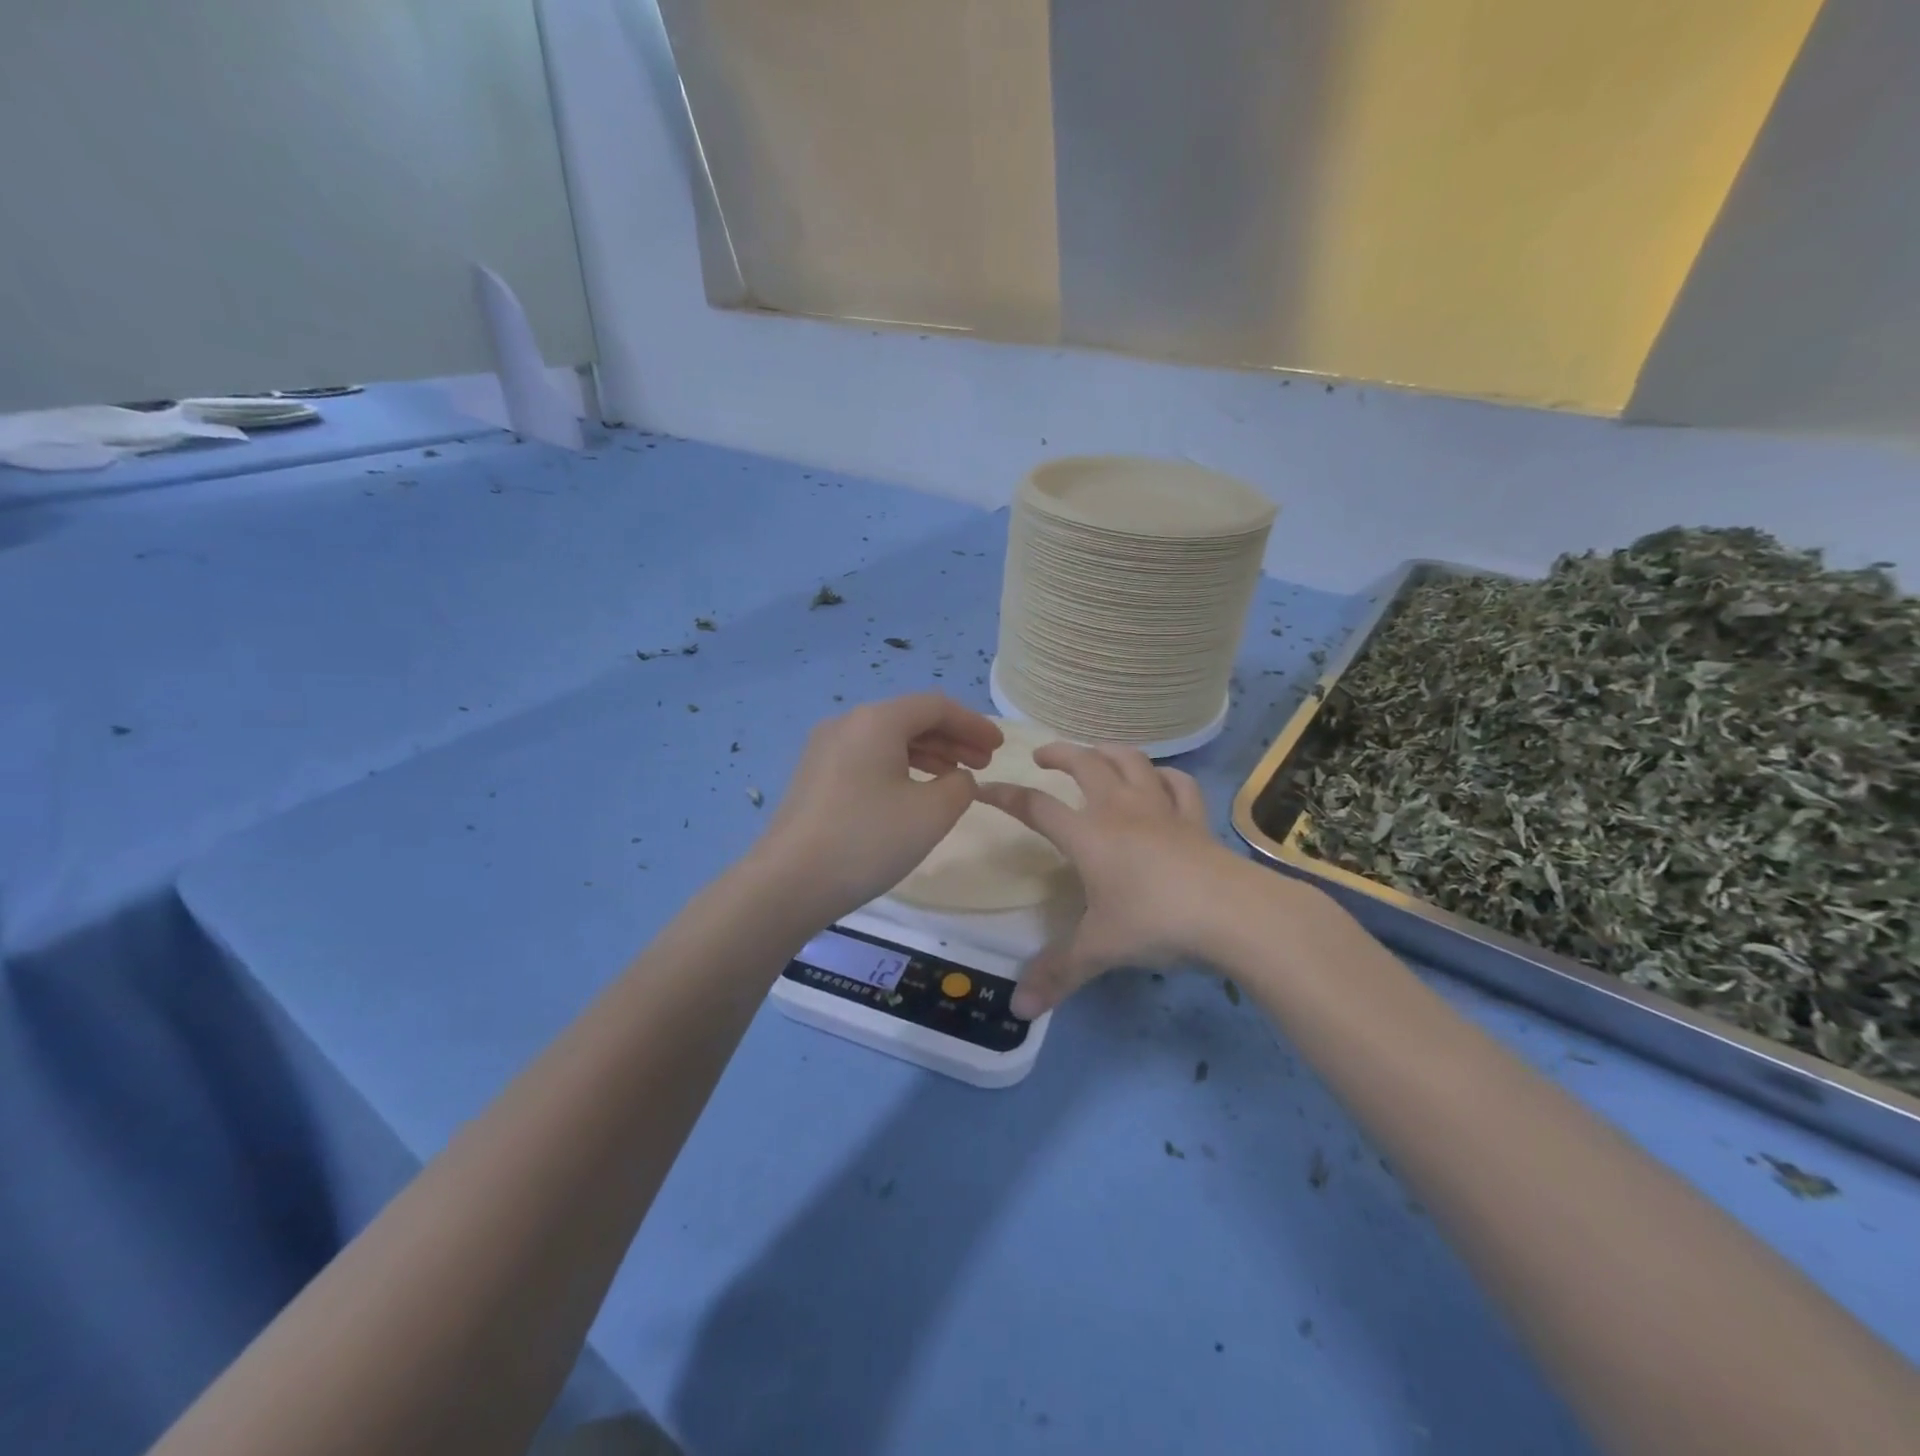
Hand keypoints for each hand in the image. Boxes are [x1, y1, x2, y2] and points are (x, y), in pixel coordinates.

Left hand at [756, 694, 1002, 920]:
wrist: (788, 883)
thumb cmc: (867, 840)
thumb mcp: (932, 813)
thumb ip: (960, 785)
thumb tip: (957, 778)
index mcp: (876, 720)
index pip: (936, 706)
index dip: (973, 724)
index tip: (999, 747)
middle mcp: (847, 723)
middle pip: (910, 719)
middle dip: (952, 738)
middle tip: (984, 763)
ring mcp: (825, 749)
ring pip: (888, 739)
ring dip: (928, 754)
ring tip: (955, 777)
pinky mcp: (815, 776)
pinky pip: (868, 758)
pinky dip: (900, 767)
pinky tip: (914, 792)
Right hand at [976, 744, 1244, 1017]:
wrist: (1231, 913)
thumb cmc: (1155, 922)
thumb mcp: (1099, 950)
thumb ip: (1058, 974)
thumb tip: (1018, 1010)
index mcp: (1088, 835)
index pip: (1036, 807)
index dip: (1005, 796)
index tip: (983, 789)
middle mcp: (1120, 810)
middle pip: (1084, 764)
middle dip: (1059, 753)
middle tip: (1042, 755)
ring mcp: (1161, 809)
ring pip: (1131, 761)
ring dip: (1109, 751)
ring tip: (1096, 754)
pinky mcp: (1195, 819)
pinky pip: (1178, 784)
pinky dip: (1164, 776)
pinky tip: (1159, 780)